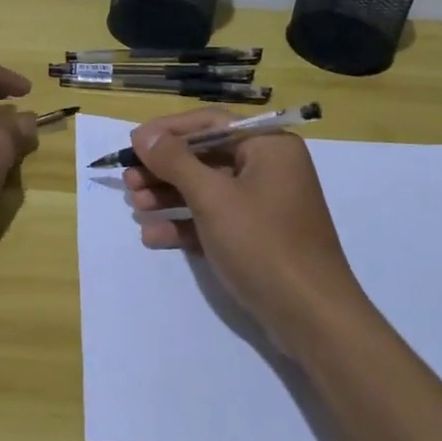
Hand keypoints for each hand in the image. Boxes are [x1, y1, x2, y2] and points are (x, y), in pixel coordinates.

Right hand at [124, 109, 366, 353]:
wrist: (312, 317)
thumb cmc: (263, 244)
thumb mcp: (213, 198)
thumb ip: (176, 162)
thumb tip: (145, 135)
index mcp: (268, 146)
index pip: (211, 123)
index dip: (169, 131)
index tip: (134, 143)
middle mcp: (269, 168)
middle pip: (206, 156)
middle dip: (165, 168)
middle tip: (129, 179)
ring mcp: (264, 204)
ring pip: (207, 189)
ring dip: (169, 195)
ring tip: (135, 205)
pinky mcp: (257, 236)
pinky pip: (215, 218)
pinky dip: (186, 223)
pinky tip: (154, 235)